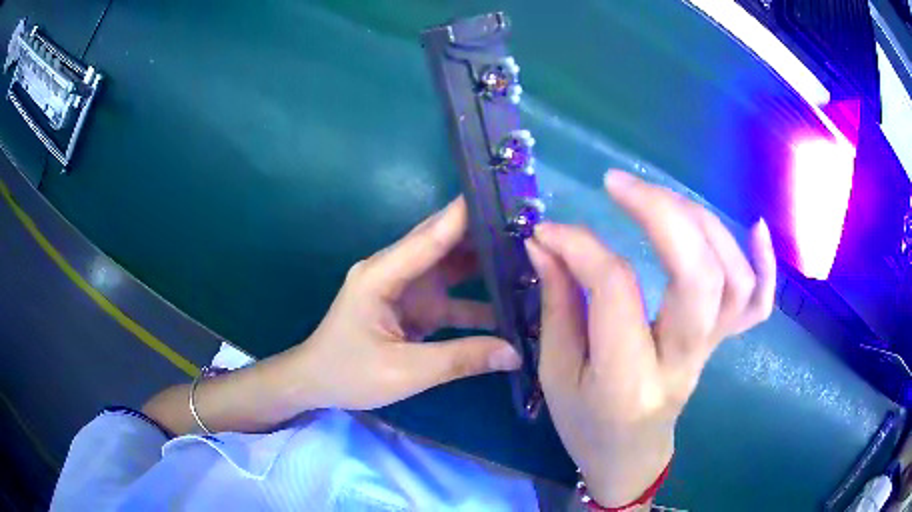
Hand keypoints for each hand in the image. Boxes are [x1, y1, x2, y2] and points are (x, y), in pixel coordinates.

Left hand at [295, 197, 520, 410]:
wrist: (317, 384)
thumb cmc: (349, 374)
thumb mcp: (404, 372)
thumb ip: (460, 359)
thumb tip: (515, 353)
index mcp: (382, 275)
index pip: (429, 237)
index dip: (464, 215)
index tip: (501, 195)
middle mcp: (394, 272)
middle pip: (442, 243)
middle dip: (482, 232)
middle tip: (527, 225)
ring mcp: (405, 288)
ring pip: (450, 267)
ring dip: (484, 262)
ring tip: (529, 255)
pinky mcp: (413, 306)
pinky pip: (451, 296)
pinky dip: (477, 297)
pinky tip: (508, 302)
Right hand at [526, 170, 775, 506]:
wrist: (630, 457)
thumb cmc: (586, 425)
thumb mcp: (557, 373)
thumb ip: (556, 302)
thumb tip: (546, 242)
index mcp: (628, 380)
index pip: (616, 290)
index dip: (581, 247)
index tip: (548, 231)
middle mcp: (682, 361)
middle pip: (697, 274)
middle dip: (660, 213)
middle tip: (618, 184)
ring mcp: (711, 351)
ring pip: (733, 278)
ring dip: (702, 223)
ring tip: (662, 199)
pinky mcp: (722, 344)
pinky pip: (758, 305)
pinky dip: (765, 263)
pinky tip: (755, 226)